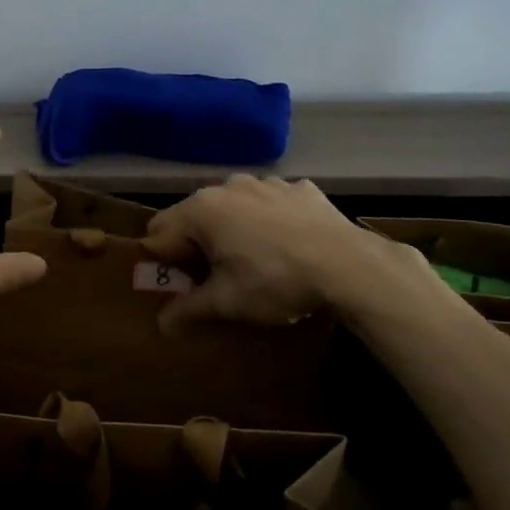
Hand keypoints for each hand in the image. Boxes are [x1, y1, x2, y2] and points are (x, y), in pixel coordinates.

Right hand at [143, 174, 449, 335]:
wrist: (350, 265)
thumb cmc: (275, 280)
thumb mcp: (228, 302)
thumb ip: (189, 310)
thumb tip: (162, 326)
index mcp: (202, 209)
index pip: (159, 232)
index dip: (164, 260)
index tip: (181, 283)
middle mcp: (228, 186)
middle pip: (196, 216)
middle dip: (199, 244)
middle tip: (218, 276)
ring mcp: (266, 183)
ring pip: (235, 206)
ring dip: (235, 229)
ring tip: (257, 260)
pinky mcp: (299, 188)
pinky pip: (272, 203)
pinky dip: (271, 220)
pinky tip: (289, 244)